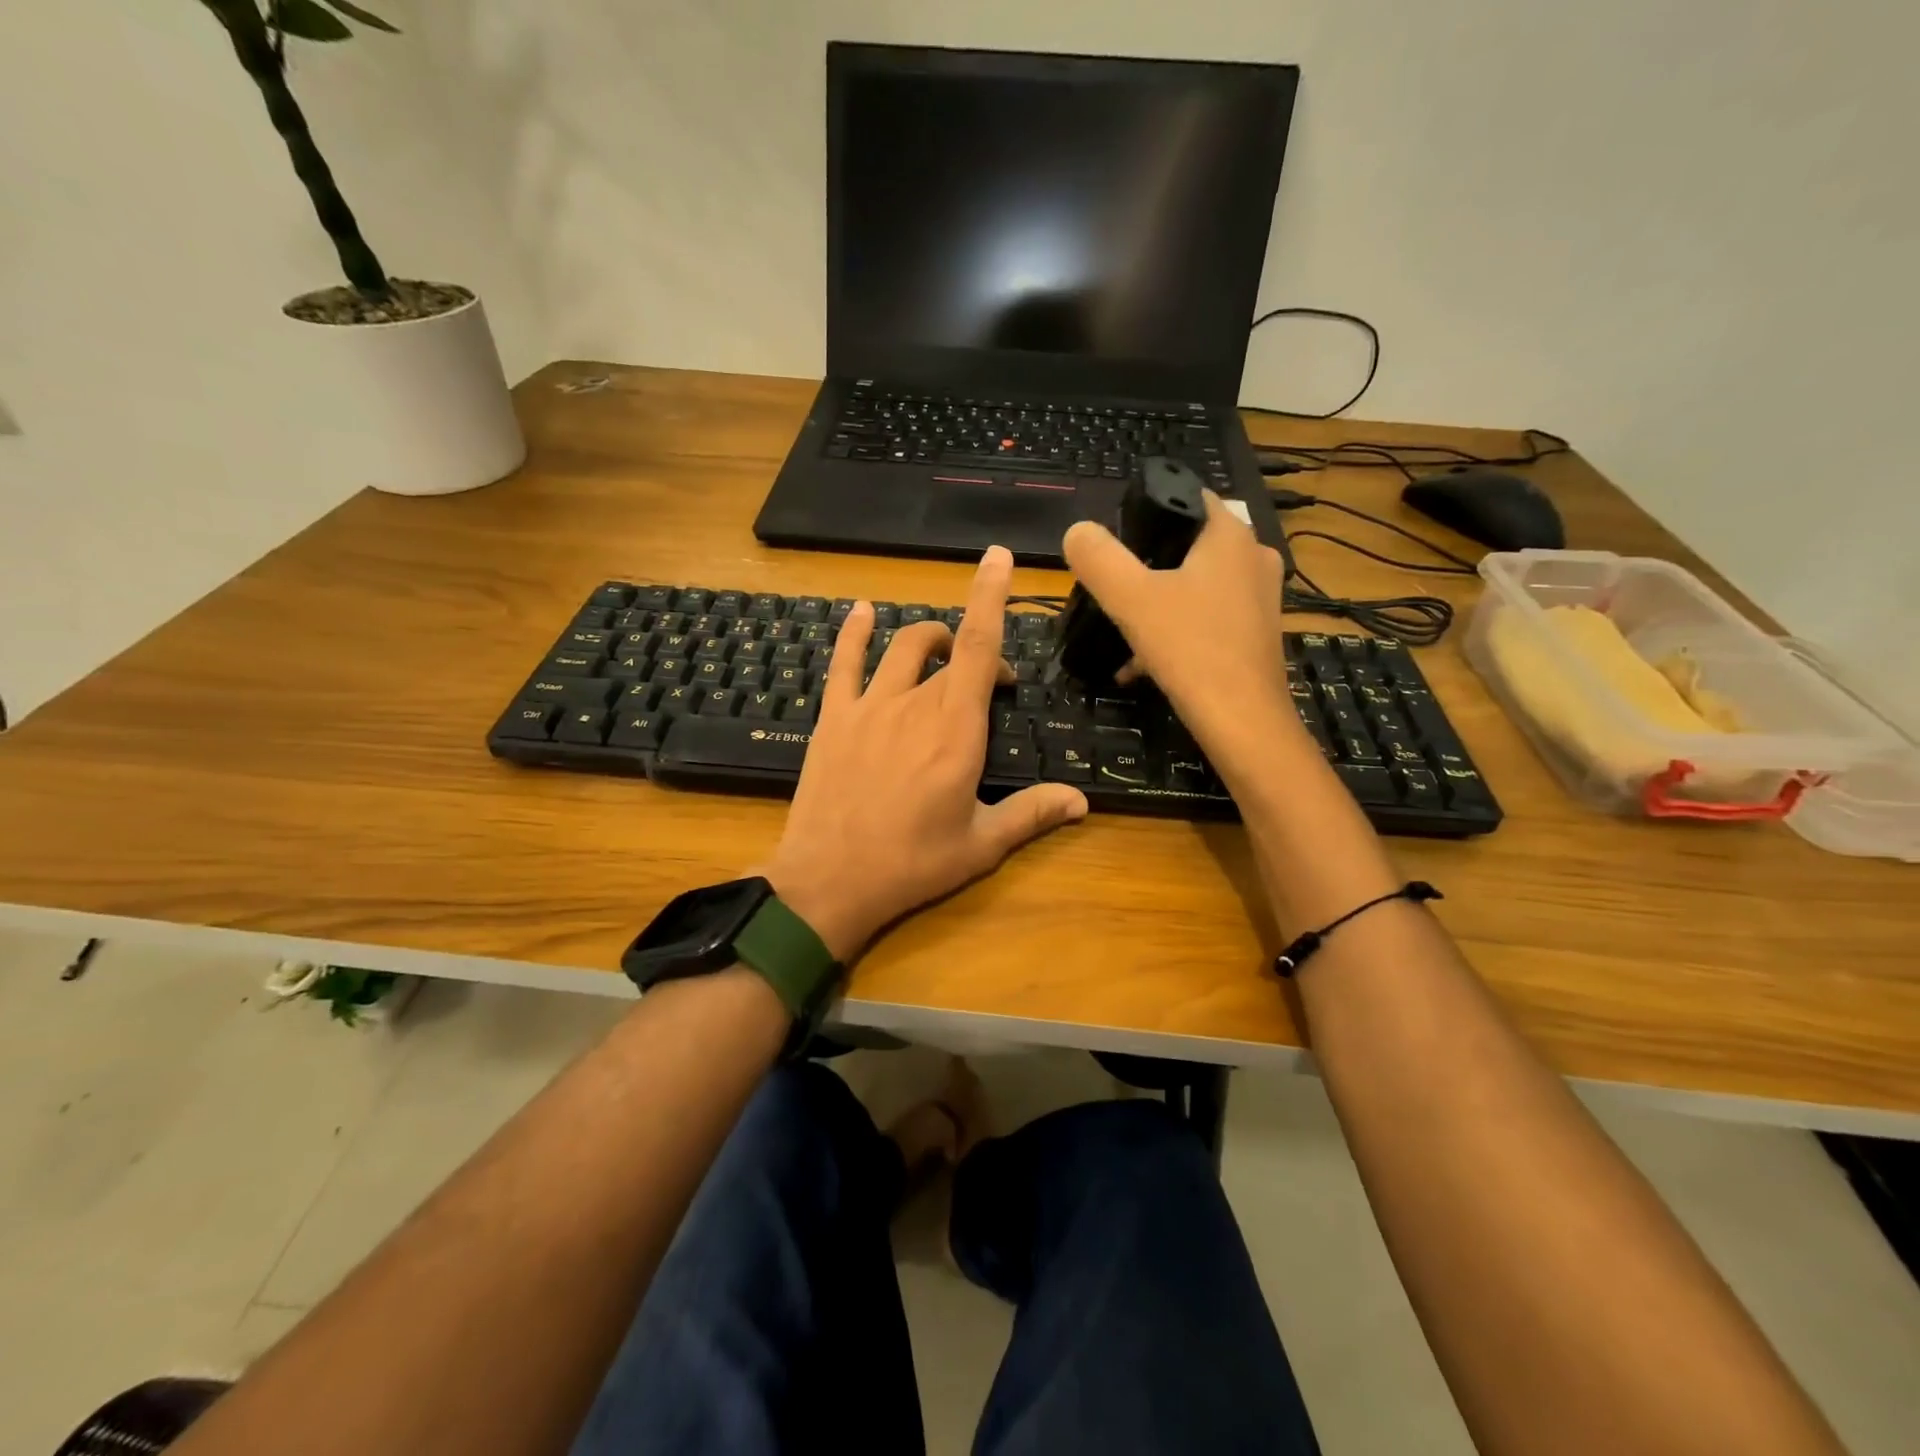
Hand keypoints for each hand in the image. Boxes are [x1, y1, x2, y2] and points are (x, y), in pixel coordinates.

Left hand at [761, 547, 1088, 961]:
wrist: (829, 882)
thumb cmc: (911, 865)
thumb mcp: (980, 845)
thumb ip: (1032, 814)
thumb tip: (1081, 801)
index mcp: (956, 730)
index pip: (978, 646)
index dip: (990, 596)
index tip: (997, 558)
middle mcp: (914, 704)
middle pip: (948, 648)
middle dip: (974, 653)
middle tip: (986, 686)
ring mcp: (869, 706)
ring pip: (902, 647)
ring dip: (928, 638)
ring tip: (941, 650)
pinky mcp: (833, 718)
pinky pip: (845, 662)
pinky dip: (855, 632)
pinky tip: (863, 612)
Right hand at [1062, 491, 1294, 765]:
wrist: (1243, 723)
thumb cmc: (1190, 649)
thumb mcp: (1130, 599)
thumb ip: (1099, 559)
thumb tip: (1077, 532)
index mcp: (1230, 535)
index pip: (1187, 497)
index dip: (1148, 510)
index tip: (1116, 539)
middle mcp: (1253, 557)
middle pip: (1188, 546)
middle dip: (1148, 566)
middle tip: (1114, 590)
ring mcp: (1261, 598)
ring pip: (1197, 587)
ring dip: (1160, 604)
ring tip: (1124, 632)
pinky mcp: (1257, 634)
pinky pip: (1209, 619)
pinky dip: (1178, 632)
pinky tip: (1144, 665)